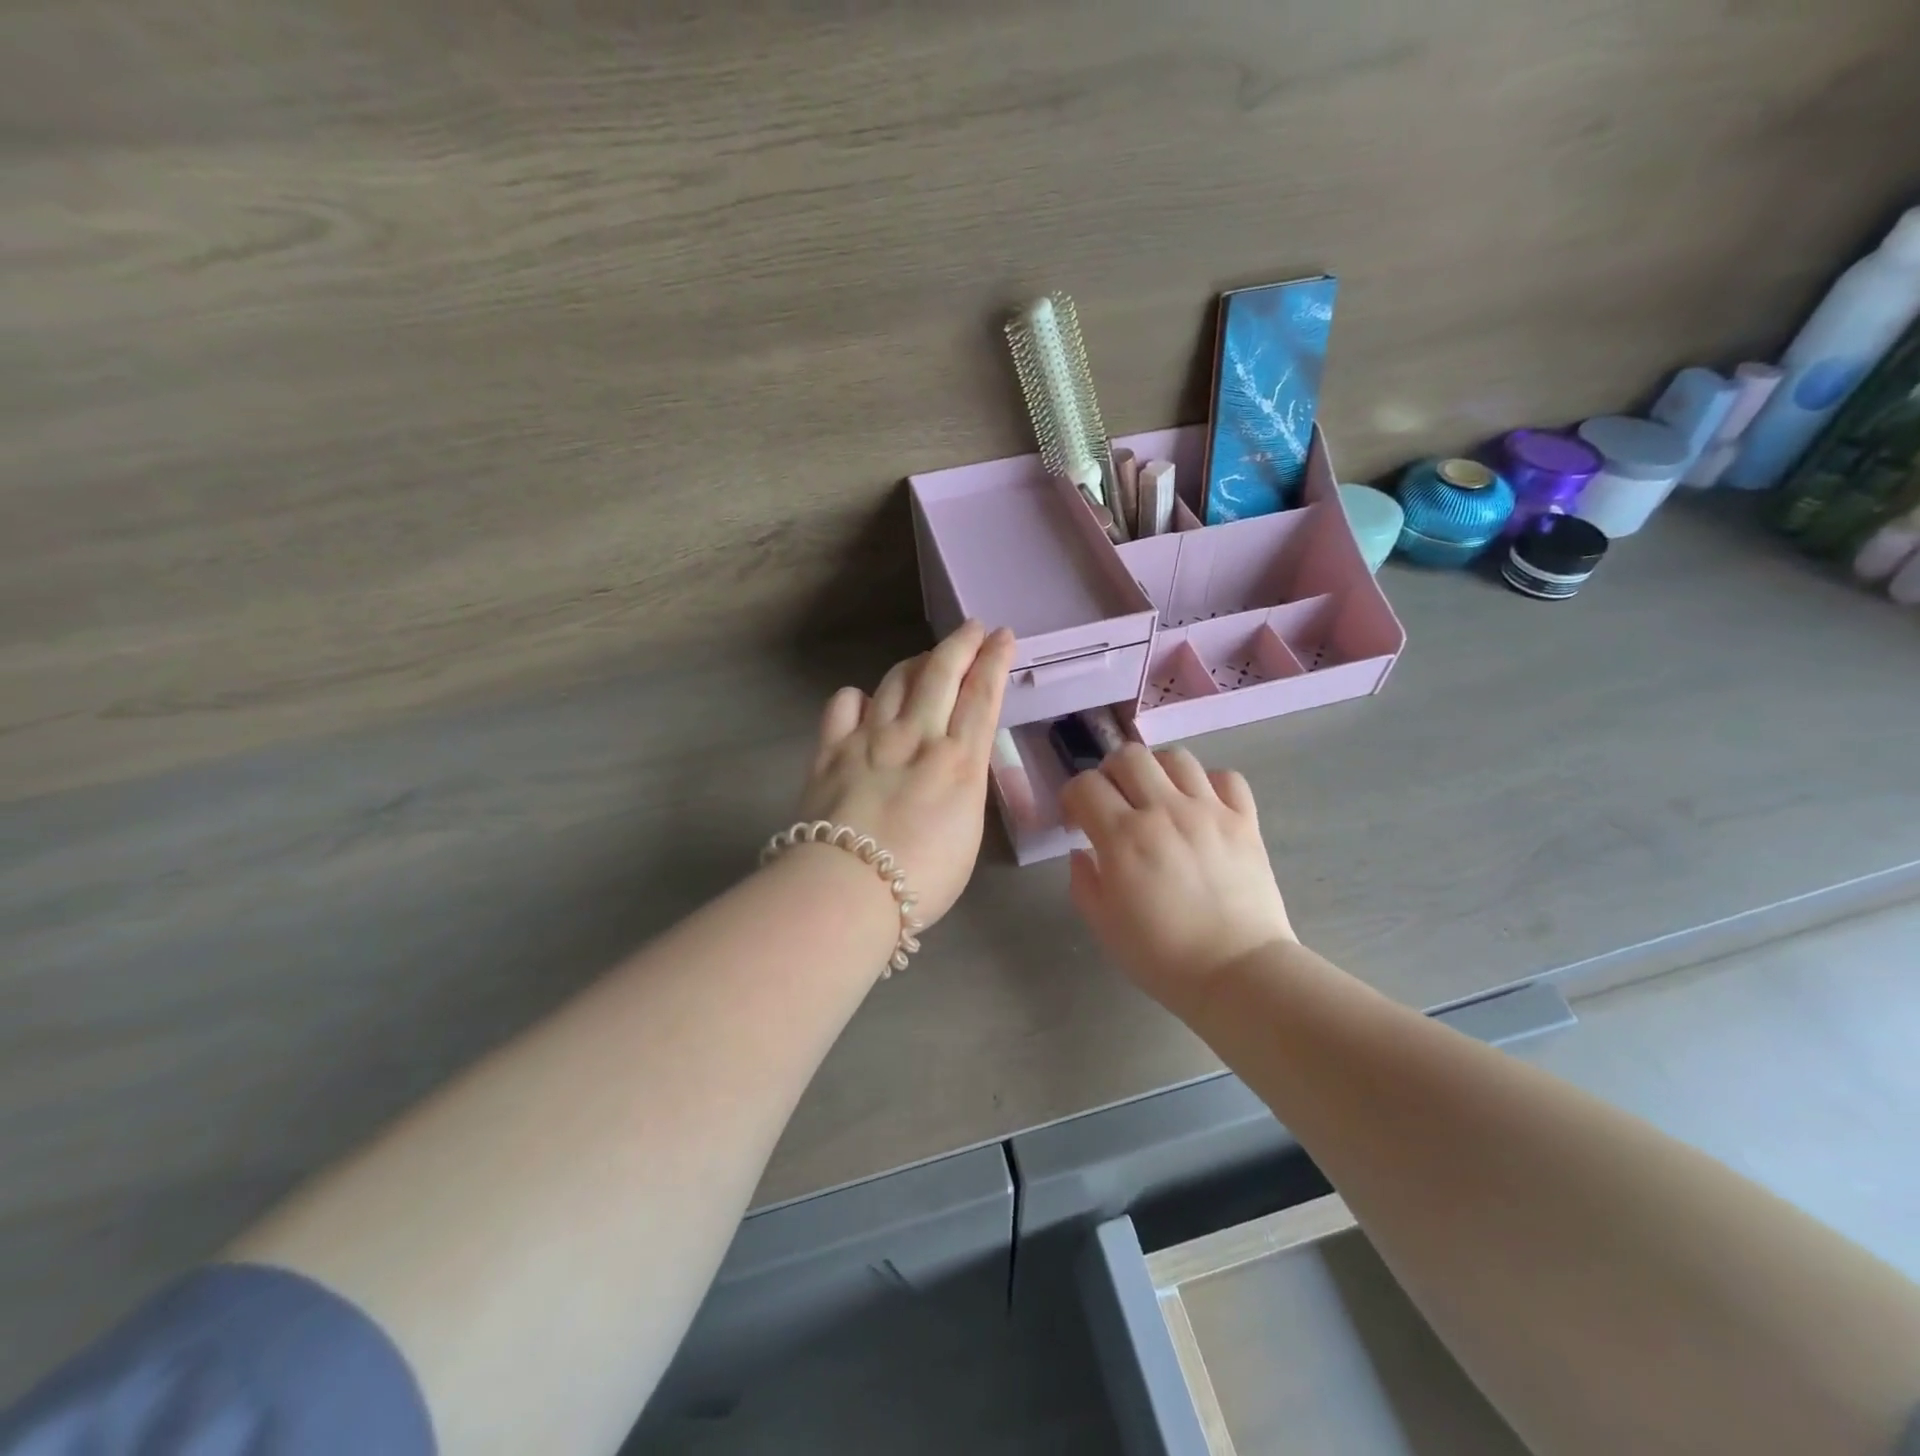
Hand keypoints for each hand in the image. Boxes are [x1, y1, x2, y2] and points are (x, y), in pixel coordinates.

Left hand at [795, 621, 1015, 928]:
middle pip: (942, 672)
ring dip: (916, 662)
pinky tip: (863, 702)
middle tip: (973, 628)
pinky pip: (843, 704)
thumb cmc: (922, 878)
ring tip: (926, 659)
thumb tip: (953, 765)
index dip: (995, 660)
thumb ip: (963, 786)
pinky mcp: (831, 749)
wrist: (848, 889)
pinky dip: (858, 697)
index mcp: (959, 760)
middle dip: (962, 643)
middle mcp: (917, 736)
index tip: (1004, 636)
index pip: (982, 695)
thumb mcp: (967, 833)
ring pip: (895, 680)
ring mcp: (870, 738)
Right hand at [1062, 744, 1294, 1015]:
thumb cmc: (1162, 957)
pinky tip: (1201, 806)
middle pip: (1129, 756)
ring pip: (1176, 757)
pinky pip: (1226, 778)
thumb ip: (1084, 881)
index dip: (1073, 797)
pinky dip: (1209, 784)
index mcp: (1123, 837)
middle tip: (1114, 802)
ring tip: (1157, 798)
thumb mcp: (1104, 926)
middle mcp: (1164, 811)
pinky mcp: (1245, 821)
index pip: (1085, 785)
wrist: (1238, 974)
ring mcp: (1209, 812)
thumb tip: (1081, 852)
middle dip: (1111, 773)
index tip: (1077, 822)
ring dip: (1157, 771)